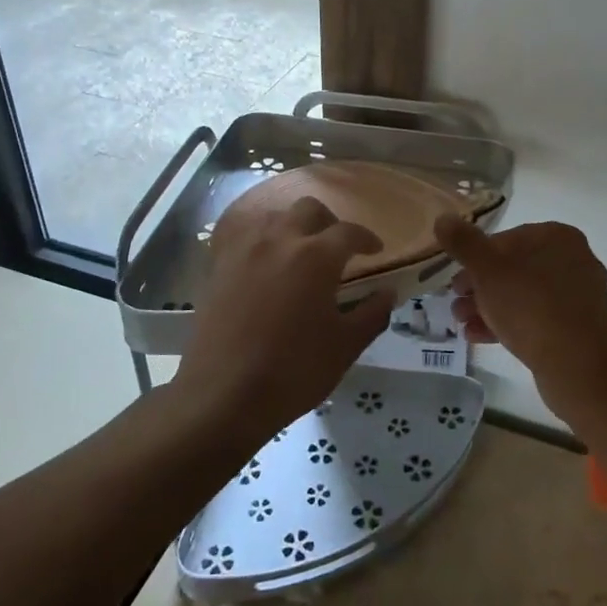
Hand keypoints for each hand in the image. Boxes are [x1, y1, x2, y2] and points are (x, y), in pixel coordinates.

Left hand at [176, 197, 394, 441]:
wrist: (222, 395)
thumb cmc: (293, 372)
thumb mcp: (345, 347)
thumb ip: (371, 314)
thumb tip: (388, 293)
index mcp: (315, 256)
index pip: (349, 232)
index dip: (367, 239)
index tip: (376, 251)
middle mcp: (279, 240)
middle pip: (309, 209)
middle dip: (329, 222)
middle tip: (338, 248)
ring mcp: (244, 250)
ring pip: (274, 217)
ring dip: (294, 226)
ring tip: (301, 252)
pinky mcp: (219, 266)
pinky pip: (244, 236)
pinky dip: (262, 240)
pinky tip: (266, 263)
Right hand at [434, 216, 606, 413]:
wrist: (577, 365)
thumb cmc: (530, 306)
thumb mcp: (487, 270)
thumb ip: (463, 243)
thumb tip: (443, 218)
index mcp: (557, 237)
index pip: (506, 239)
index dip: (475, 258)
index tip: (455, 280)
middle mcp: (573, 260)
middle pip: (514, 268)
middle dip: (480, 287)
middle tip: (456, 303)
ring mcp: (579, 295)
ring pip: (523, 295)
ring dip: (489, 306)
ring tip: (462, 323)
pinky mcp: (578, 327)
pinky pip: (537, 317)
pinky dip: (509, 323)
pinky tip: (479, 337)